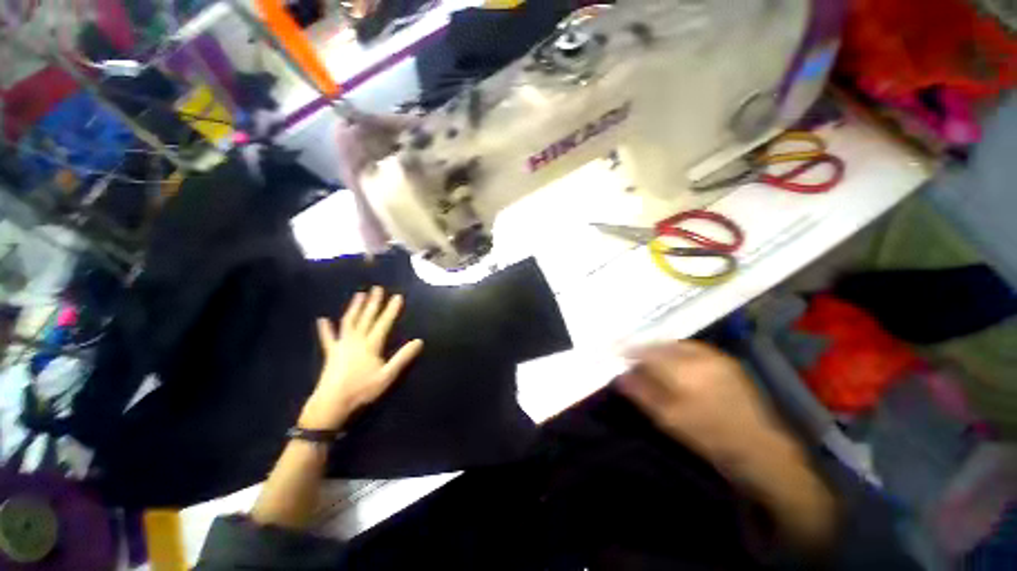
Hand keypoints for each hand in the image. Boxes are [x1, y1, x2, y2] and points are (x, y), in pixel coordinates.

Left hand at [300, 287, 423, 430]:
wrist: (331, 403)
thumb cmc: (362, 389)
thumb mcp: (387, 375)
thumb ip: (403, 357)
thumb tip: (419, 341)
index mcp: (371, 344)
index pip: (384, 323)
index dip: (391, 309)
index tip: (397, 296)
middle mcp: (356, 340)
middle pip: (366, 318)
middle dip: (373, 303)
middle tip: (377, 288)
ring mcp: (342, 345)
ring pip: (349, 322)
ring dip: (354, 308)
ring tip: (359, 295)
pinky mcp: (331, 353)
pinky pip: (327, 338)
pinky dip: (325, 329)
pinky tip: (322, 320)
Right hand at [618, 341, 791, 469]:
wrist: (758, 447)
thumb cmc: (708, 436)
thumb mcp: (668, 419)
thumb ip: (642, 393)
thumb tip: (620, 376)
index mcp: (683, 371)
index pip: (647, 352)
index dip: (629, 350)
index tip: (616, 351)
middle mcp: (698, 356)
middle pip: (661, 345)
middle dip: (644, 349)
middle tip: (632, 357)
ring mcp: (714, 356)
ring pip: (676, 344)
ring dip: (660, 349)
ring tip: (650, 359)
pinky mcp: (725, 360)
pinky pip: (692, 348)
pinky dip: (676, 351)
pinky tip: (674, 361)